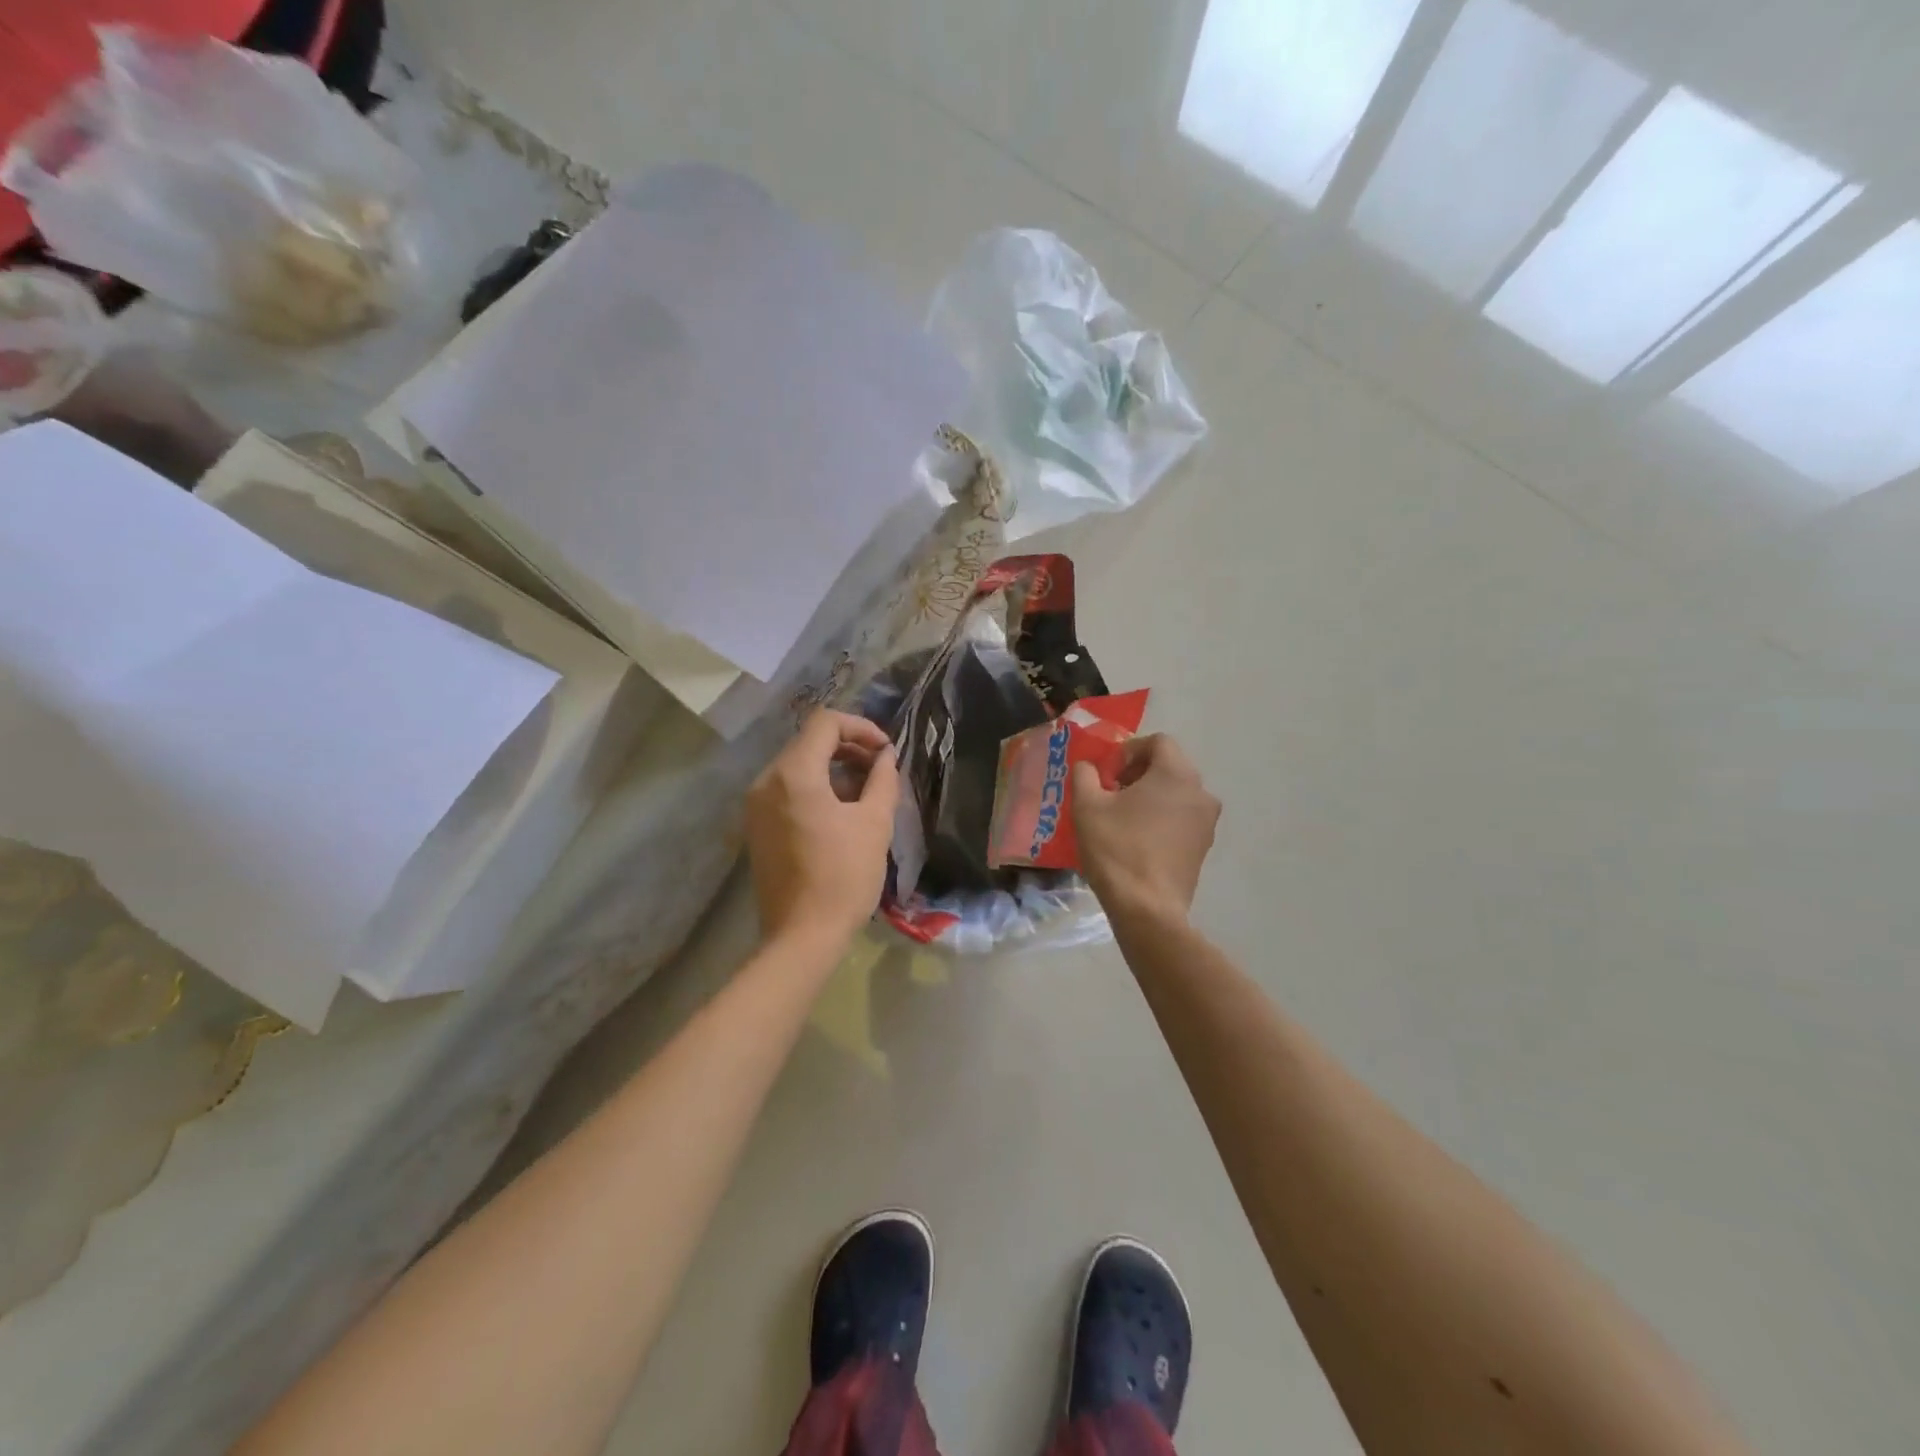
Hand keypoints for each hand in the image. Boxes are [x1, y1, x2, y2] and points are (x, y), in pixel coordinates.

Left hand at [746, 709, 899, 948]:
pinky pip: (787, 790)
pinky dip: (816, 788)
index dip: (861, 728)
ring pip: (798, 766)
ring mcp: (756, 805)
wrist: (802, 936)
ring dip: (834, 768)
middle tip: (881, 769)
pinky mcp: (756, 826)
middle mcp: (766, 781)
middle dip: (849, 748)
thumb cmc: (844, 876)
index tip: (886, 751)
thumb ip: (883, 779)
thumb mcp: (875, 823)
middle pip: (809, 742)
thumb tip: (886, 757)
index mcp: (794, 774)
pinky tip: (842, 812)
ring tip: (866, 792)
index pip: (825, 723)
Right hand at [1072, 734, 1219, 922]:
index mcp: (1176, 773)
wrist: (1147, 908)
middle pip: (1168, 766)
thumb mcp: (1087, 806)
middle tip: (1110, 794)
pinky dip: (1161, 818)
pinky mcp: (1204, 847)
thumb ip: (1085, 774)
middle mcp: (1201, 791)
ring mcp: (1207, 821)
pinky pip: (1181, 818)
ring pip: (1176, 793)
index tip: (1107, 775)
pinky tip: (1137, 840)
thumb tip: (1088, 767)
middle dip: (1137, 774)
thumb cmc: (1116, 849)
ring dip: (1149, 796)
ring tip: (1121, 819)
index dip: (1128, 751)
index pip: (1157, 742)